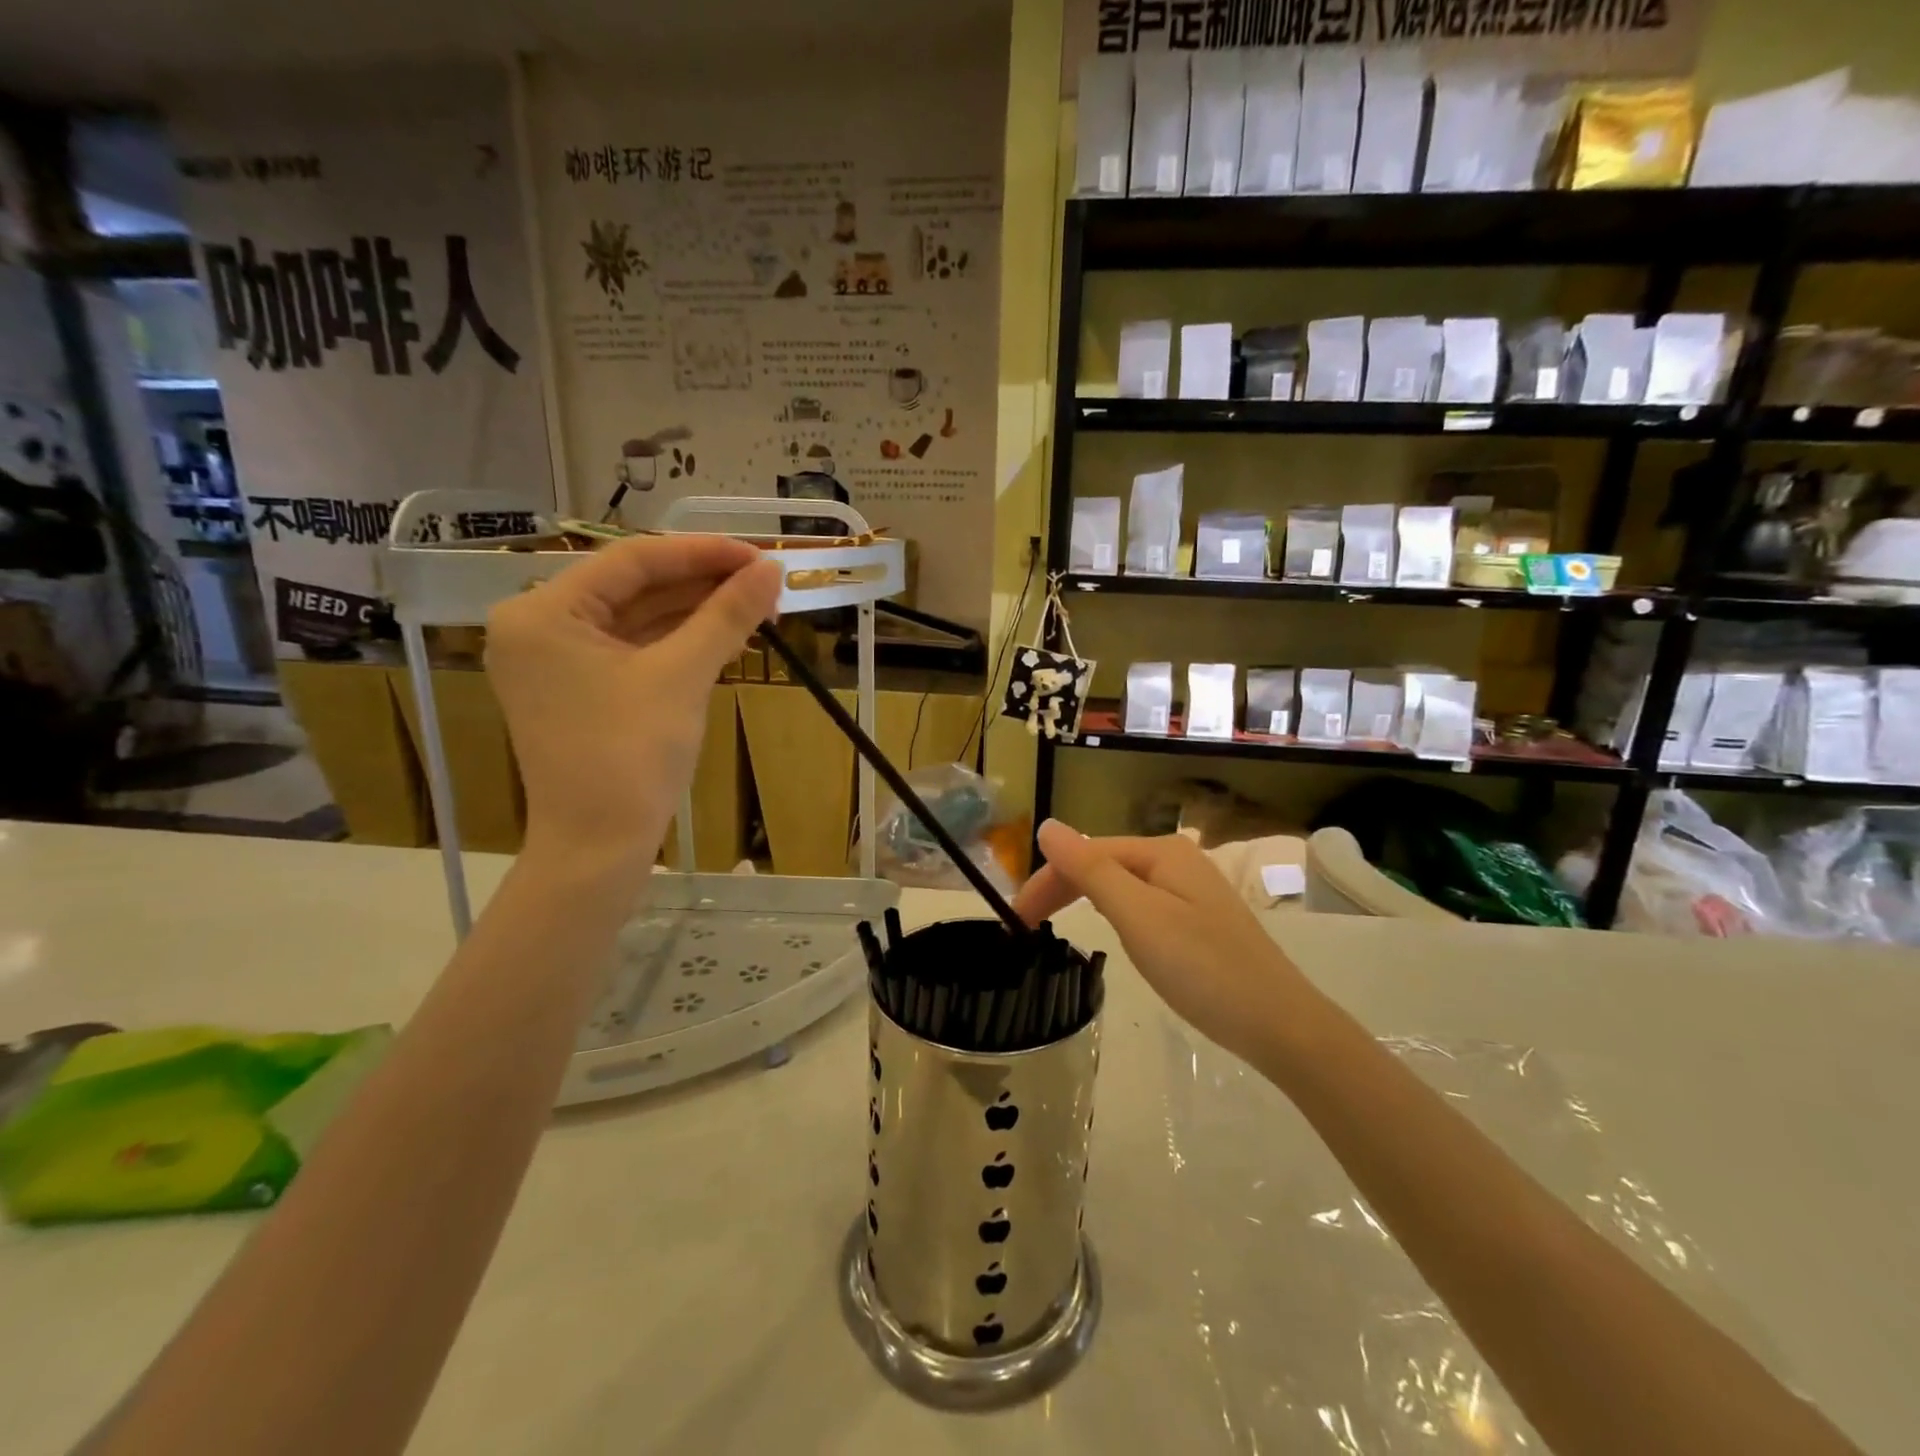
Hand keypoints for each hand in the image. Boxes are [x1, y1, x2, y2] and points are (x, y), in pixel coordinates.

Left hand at [485, 534, 780, 867]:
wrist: (598, 847)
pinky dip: (679, 643)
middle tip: (765, 583)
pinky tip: (727, 638)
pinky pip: (635, 650)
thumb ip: (726, 616)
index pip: (632, 561)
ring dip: (697, 614)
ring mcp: (558, 662)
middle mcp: (540, 627)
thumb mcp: (682, 676)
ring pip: (638, 619)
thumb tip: (772, 569)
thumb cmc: (631, 756)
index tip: (759, 555)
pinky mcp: (580, 690)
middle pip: (634, 588)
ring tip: (757, 608)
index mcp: (544, 612)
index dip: (702, 553)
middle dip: (703, 585)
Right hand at [1013, 819, 1315, 1064]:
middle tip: (1027, 927)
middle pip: (1104, 864)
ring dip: (1084, 899)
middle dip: (1062, 888)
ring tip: (1055, 926)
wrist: (1280, 1025)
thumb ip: (1090, 870)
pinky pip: (1141, 903)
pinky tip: (1109, 928)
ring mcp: (1191, 890)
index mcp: (1161, 851)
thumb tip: (1046, 825)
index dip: (1047, 880)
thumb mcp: (1138, 916)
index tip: (1016, 920)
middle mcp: (1177, 860)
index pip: (1087, 853)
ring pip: (1121, 884)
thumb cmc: (1203, 968)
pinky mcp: (1199, 919)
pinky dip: (1113, 914)